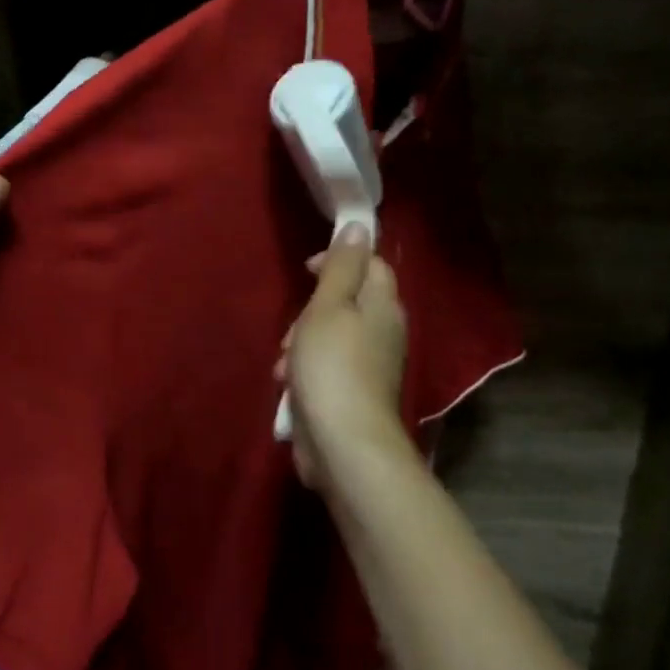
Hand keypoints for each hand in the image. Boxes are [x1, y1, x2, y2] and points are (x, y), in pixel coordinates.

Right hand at [278, 224, 409, 491]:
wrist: (343, 443)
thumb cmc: (333, 366)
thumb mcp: (329, 307)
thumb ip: (342, 266)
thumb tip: (360, 226)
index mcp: (383, 305)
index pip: (370, 264)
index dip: (338, 259)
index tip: (306, 270)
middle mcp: (384, 332)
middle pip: (344, 302)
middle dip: (309, 312)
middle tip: (293, 331)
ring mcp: (370, 365)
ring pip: (329, 336)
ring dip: (301, 345)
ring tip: (286, 366)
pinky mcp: (353, 393)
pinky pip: (326, 367)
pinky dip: (306, 371)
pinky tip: (290, 387)